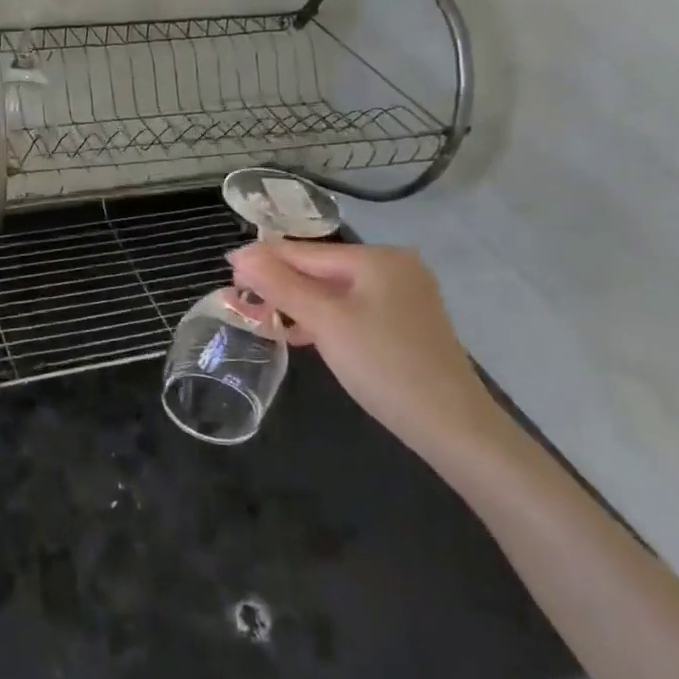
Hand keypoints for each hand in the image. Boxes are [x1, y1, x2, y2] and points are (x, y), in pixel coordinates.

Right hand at [229, 240, 508, 460]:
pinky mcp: (403, 323)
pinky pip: (350, 309)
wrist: (451, 426)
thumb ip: (280, 284)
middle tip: (240, 303)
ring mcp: (401, 296)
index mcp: (378, 258)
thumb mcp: (325, 321)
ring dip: (297, 304)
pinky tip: (299, 334)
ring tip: (261, 320)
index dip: (263, 261)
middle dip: (279, 286)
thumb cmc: (384, 365)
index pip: (305, 252)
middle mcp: (393, 267)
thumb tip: (239, 253)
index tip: (227, 275)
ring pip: (333, 292)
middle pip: (319, 269)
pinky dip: (322, 319)